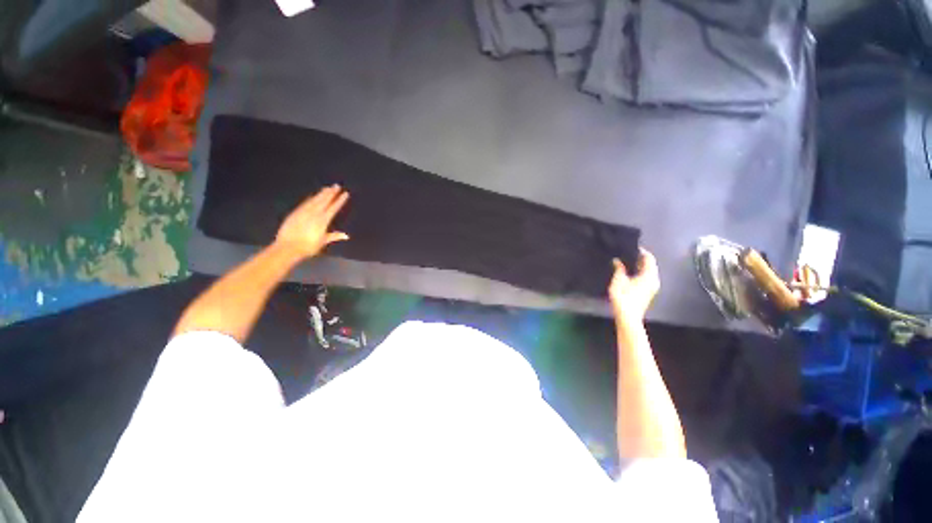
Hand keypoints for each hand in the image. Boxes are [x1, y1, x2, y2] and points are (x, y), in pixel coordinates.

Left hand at [275, 185, 349, 258]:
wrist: (288, 247)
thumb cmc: (308, 247)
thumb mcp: (323, 242)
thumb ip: (334, 236)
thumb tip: (346, 236)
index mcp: (323, 220)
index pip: (334, 208)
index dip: (340, 200)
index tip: (345, 194)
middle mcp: (314, 213)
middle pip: (324, 201)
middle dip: (331, 193)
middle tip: (336, 185)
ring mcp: (304, 212)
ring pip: (315, 200)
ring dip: (322, 194)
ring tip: (327, 188)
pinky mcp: (295, 213)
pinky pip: (305, 203)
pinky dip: (311, 198)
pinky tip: (313, 196)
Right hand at [609, 248, 659, 321]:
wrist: (628, 316)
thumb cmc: (624, 297)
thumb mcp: (619, 280)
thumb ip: (619, 269)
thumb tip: (617, 260)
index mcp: (649, 275)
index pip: (649, 258)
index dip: (641, 251)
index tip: (630, 247)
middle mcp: (654, 280)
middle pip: (650, 265)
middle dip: (639, 258)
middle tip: (626, 253)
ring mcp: (652, 287)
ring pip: (648, 271)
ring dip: (639, 266)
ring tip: (625, 261)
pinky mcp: (648, 292)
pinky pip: (646, 277)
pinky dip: (639, 272)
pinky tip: (628, 272)